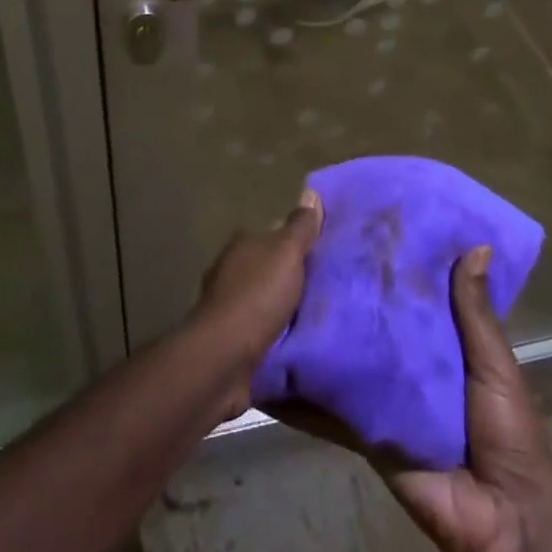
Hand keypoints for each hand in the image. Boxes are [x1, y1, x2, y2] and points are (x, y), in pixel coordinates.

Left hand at [186, 187, 322, 417]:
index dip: (296, 245)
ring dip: (284, 311)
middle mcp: (230, 272)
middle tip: (328, 290)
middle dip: (291, 279)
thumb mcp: (286, 254)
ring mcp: (227, 308)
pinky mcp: (229, 342)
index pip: (273, 238)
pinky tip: (297, 344)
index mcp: (242, 246)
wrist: (223, 358)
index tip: (322, 256)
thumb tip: (310, 193)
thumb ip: (300, 228)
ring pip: (264, 303)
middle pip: (268, 270)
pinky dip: (276, 337)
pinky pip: (261, 333)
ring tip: (318, 320)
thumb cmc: (257, 297)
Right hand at [271, 249, 551, 551]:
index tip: (365, 221)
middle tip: (308, 247)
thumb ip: (476, 313)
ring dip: (322, 334)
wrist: (499, 520)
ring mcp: (384, 393)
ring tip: (279, 293)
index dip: (394, 261)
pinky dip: (305, 390)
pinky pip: (332, 403)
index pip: (413, 292)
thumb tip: (476, 245)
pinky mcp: (364, 426)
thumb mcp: (495, 365)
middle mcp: (409, 360)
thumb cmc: (506, 431)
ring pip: (349, 354)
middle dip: (349, 290)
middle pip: (375, 318)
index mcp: (445, 339)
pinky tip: (271, 364)